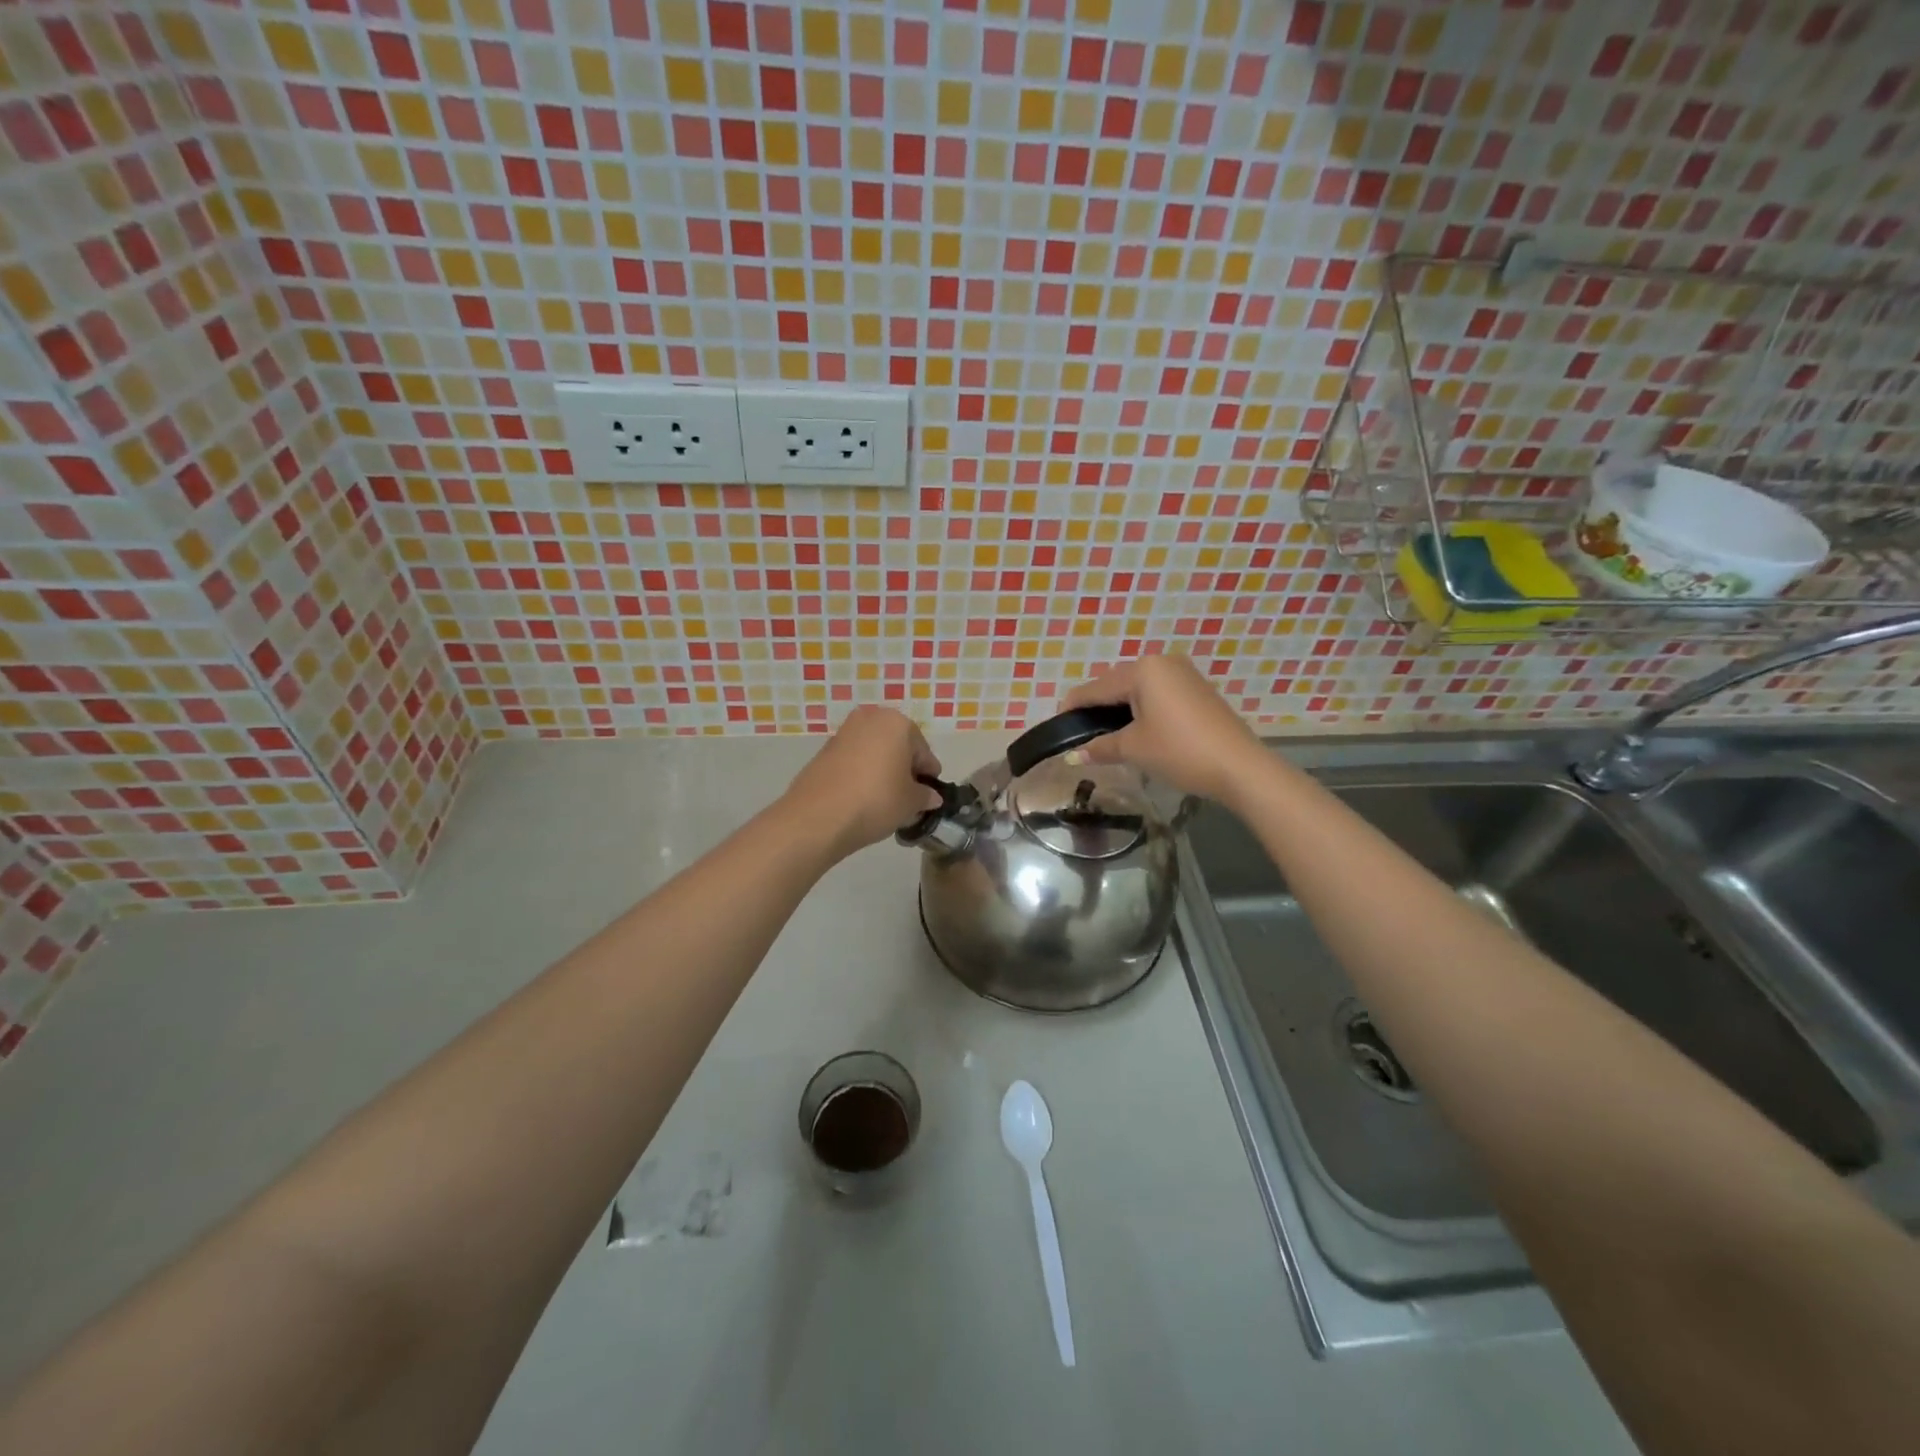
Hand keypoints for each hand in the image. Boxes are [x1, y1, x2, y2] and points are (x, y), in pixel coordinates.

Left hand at [782, 705, 943, 857]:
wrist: (818, 817)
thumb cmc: (876, 800)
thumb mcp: (911, 802)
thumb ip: (925, 796)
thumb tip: (931, 796)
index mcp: (897, 723)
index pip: (923, 752)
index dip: (927, 776)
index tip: (928, 797)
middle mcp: (870, 719)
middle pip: (897, 747)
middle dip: (903, 770)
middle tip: (906, 799)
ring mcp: (843, 733)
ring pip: (874, 753)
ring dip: (882, 771)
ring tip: (883, 802)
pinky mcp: (824, 750)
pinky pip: (853, 761)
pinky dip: (861, 775)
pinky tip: (861, 799)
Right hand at [1060, 655, 1264, 802]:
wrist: (1239, 766)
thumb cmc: (1179, 751)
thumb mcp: (1134, 748)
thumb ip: (1100, 747)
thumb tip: (1073, 755)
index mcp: (1142, 670)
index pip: (1095, 687)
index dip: (1073, 707)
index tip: (1057, 726)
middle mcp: (1162, 662)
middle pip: (1116, 684)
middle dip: (1097, 708)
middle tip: (1081, 735)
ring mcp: (1183, 674)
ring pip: (1138, 689)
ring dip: (1120, 709)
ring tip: (1105, 735)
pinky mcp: (1197, 689)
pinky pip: (1158, 694)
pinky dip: (1142, 709)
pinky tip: (1136, 730)